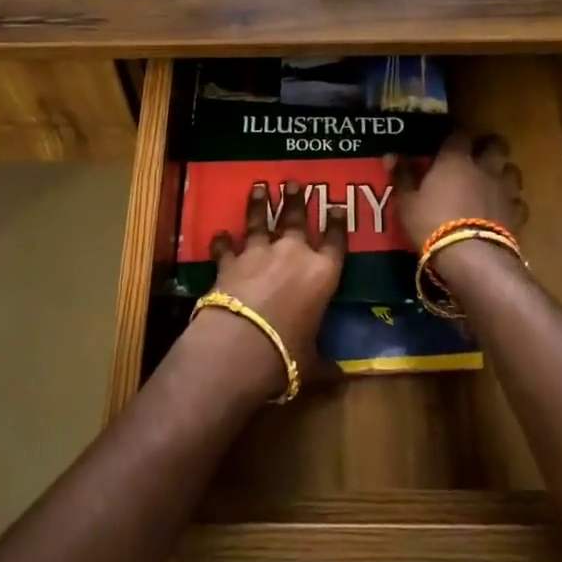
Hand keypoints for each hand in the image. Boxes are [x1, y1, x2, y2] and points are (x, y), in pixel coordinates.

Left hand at [197, 180, 344, 398]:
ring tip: (259, 187)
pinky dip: (223, 241)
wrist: (240, 345)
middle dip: (296, 200)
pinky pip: (226, 246)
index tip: (336, 205)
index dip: (337, 223)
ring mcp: (259, 253)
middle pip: (296, 219)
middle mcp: (293, 254)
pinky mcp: (229, 262)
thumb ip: (326, 365)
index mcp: (323, 274)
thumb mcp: (313, 363)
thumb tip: (342, 380)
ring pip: (260, 221)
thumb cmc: (287, 354)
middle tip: (294, 182)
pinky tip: (219, 233)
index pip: (335, 241)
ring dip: (259, 204)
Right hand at [388, 133, 526, 255]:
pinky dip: (511, 203)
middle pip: (496, 145)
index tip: (447, 141)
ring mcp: (504, 190)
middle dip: (489, 146)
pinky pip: (518, 202)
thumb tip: (391, 154)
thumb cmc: (433, 223)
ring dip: (503, 172)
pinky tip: (502, 210)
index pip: (459, 134)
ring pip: (512, 170)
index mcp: (456, 159)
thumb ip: (402, 175)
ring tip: (493, 181)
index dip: (453, 135)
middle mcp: (484, 167)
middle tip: (477, 156)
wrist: (472, 257)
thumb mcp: (407, 201)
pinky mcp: (517, 214)